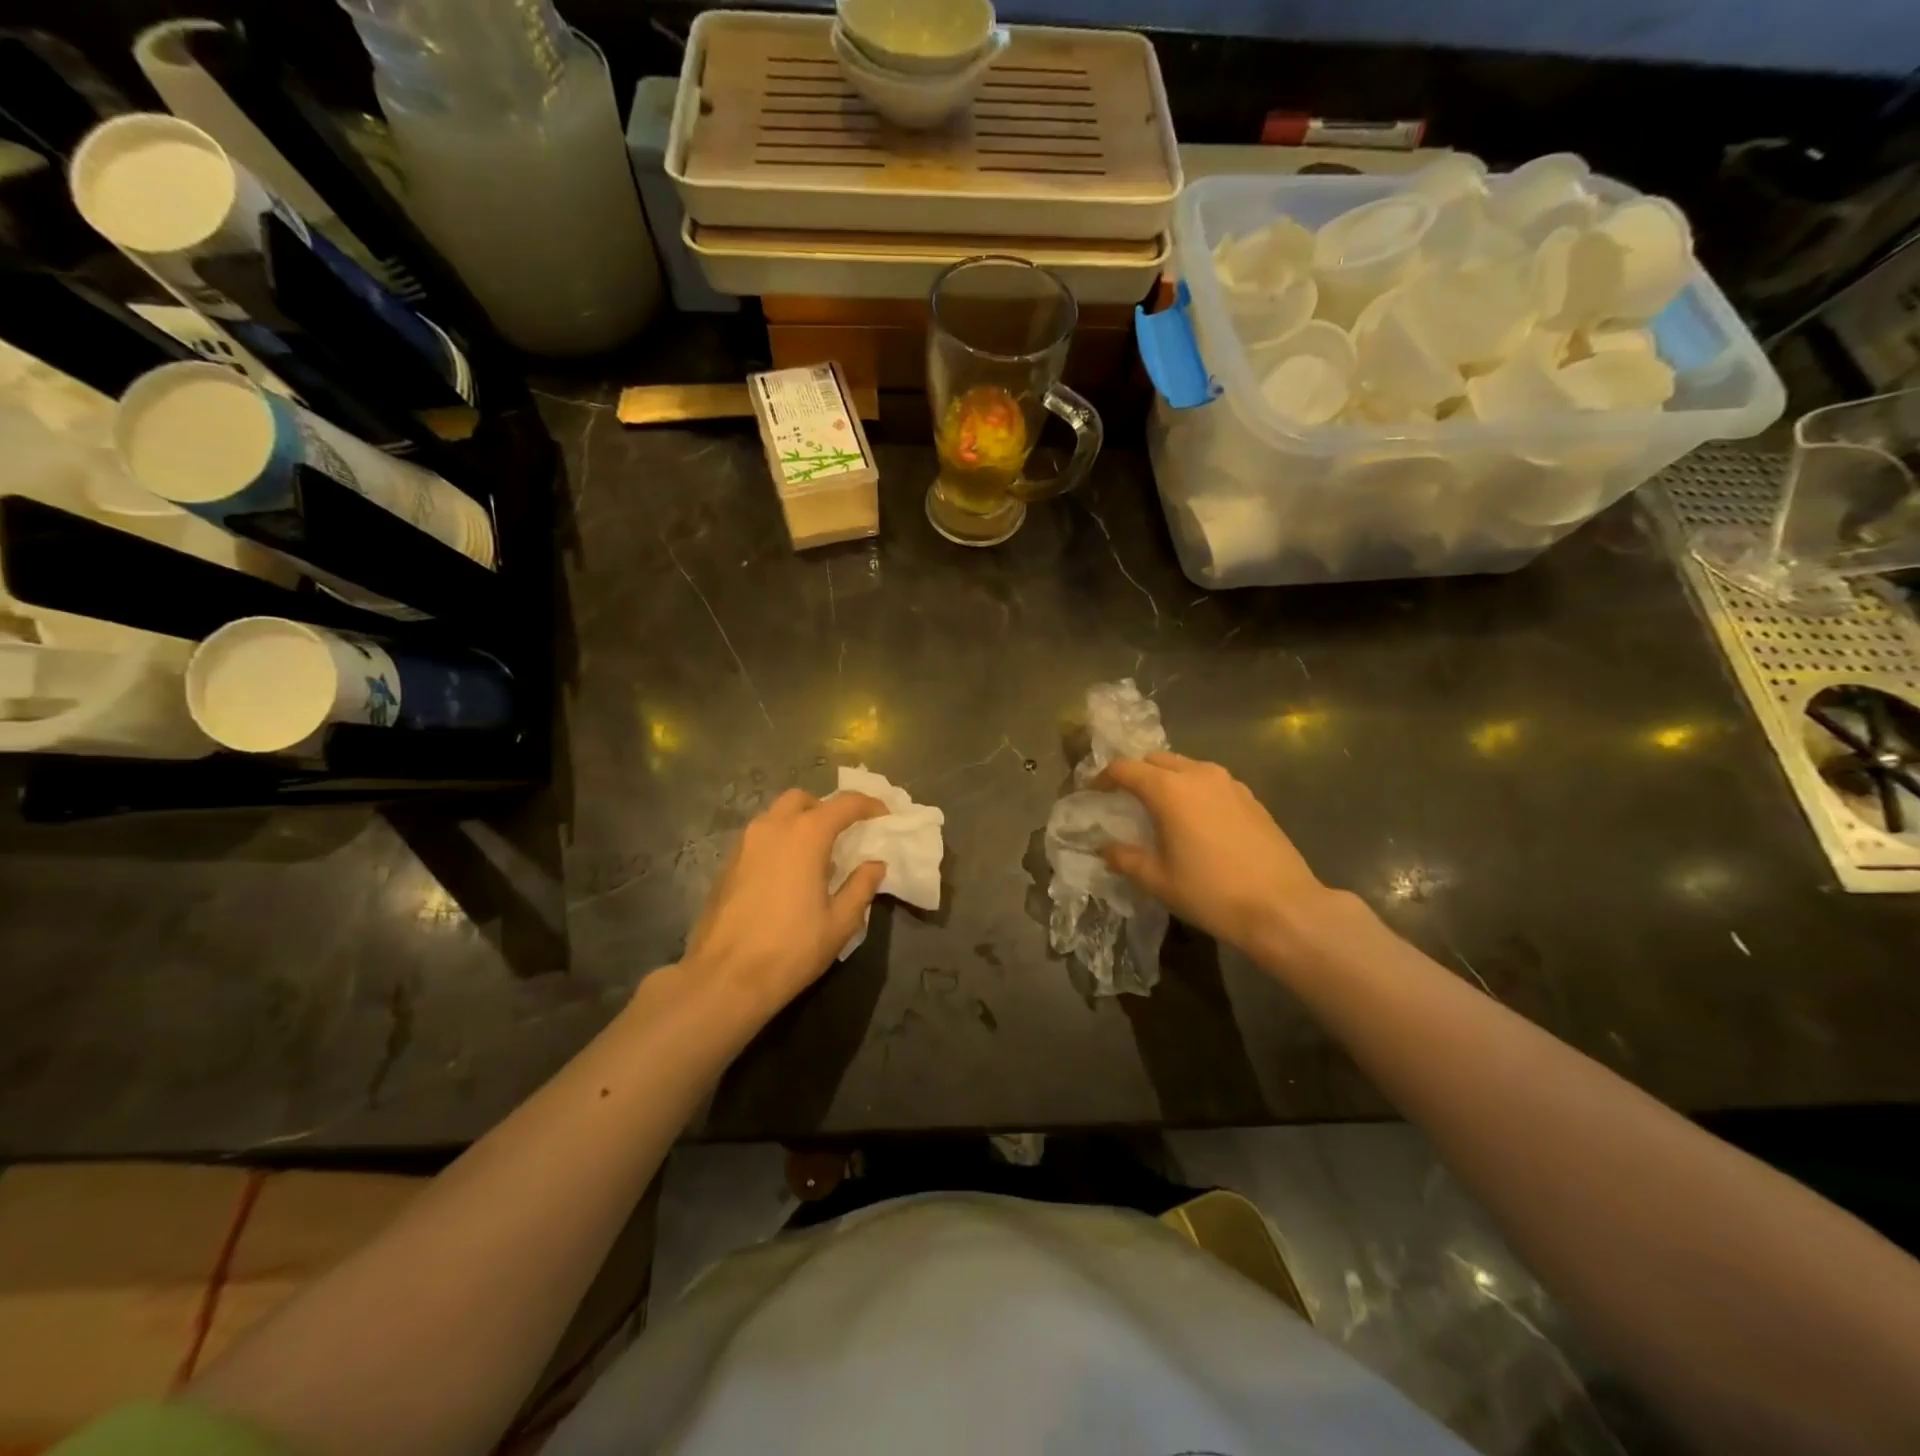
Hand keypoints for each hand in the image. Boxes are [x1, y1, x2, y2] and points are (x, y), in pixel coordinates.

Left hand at [680, 788, 886, 1017]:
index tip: (884, 817)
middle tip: (844, 833)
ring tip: (816, 856)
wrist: (724, 979)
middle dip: (826, 809)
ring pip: (776, 816)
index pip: (844, 804)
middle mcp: (772, 828)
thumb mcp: (840, 922)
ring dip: (799, 823)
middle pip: (802, 800)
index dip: (869, 805)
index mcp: (805, 835)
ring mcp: (744, 844)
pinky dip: (779, 842)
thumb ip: (861, 886)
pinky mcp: (727, 864)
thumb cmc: (791, 949)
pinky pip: (759, 838)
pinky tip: (788, 874)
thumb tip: (875, 865)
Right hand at [1093, 752, 1345, 958]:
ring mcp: (1229, 783)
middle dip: (1136, 773)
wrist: (1282, 907)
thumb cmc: (1211, 892)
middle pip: (1156, 760)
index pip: (1125, 769)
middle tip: (1124, 798)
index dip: (1103, 777)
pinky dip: (1194, 789)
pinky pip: (1211, 781)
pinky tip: (1195, 818)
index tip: (1092, 792)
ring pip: (1187, 766)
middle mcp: (1198, 774)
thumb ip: (1125, 858)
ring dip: (1167, 778)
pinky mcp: (1251, 797)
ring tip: (1159, 806)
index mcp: (1169, 789)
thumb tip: (1106, 848)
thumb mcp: (1158, 880)